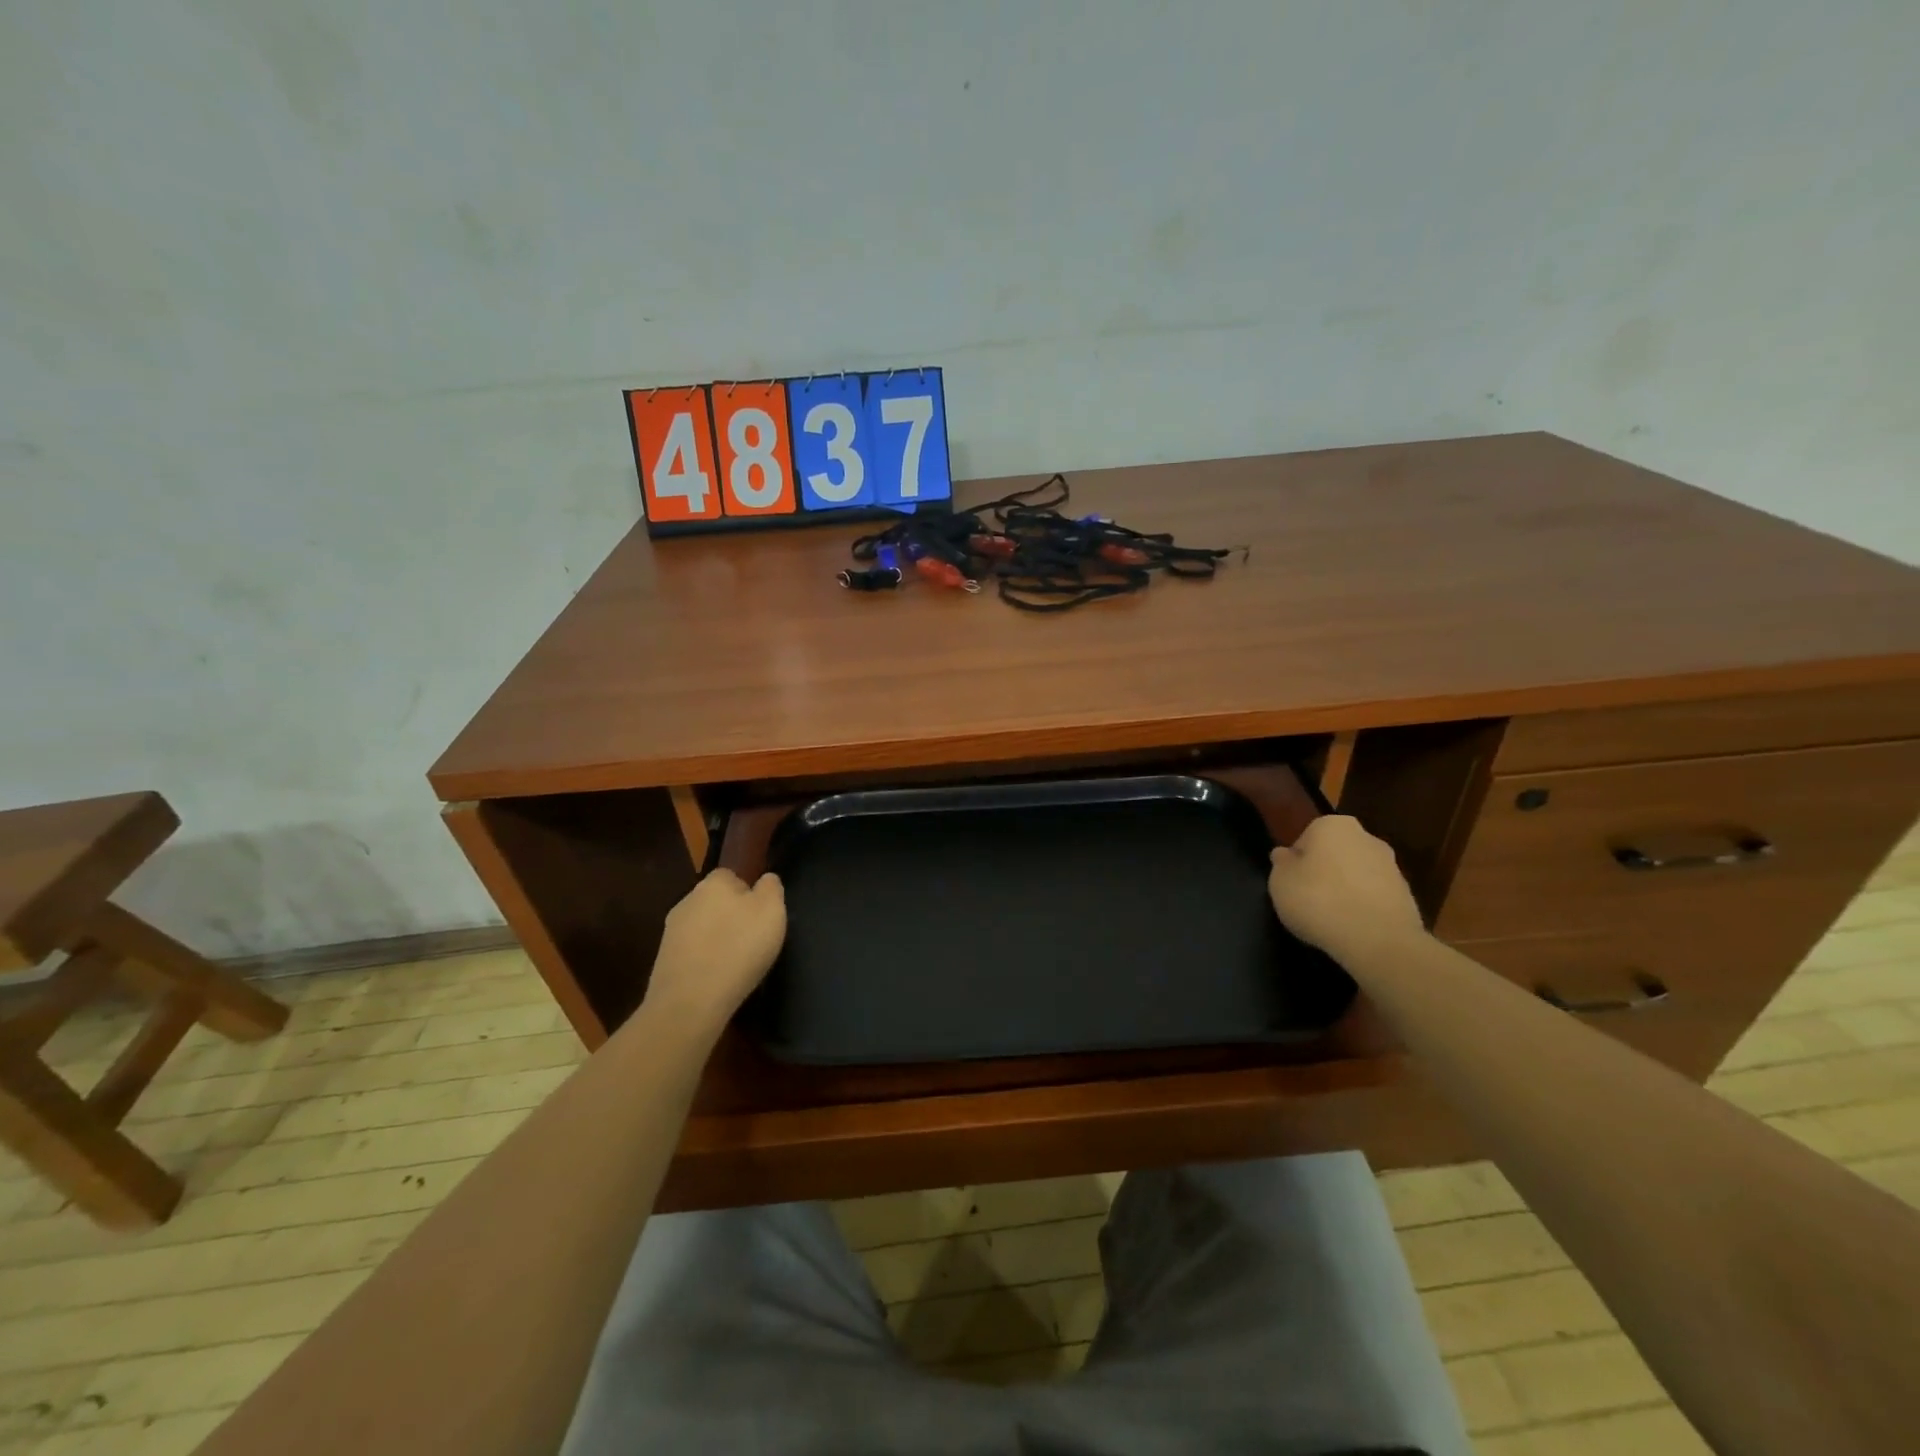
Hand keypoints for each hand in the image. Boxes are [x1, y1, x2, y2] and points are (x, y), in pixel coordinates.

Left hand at [641, 870, 786, 1037]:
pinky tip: (716, 978)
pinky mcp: (663, 960)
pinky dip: (703, 960)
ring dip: (715, 939)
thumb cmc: (739, 948)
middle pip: (715, 901)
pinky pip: (691, 952)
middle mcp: (688, 900)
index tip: (761, 916)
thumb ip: (771, 888)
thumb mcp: (772, 911)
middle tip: (751, 939)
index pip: (732, 876)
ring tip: (735, 962)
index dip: (748, 893)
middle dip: (730, 915)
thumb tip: (765, 880)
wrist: (690, 1001)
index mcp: (714, 882)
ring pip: (701, 927)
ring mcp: (671, 931)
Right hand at [1268, 816, 1426, 962]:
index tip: (1291, 883)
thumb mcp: (1280, 882)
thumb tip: (1286, 855)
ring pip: (1357, 875)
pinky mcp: (1407, 896)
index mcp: (1332, 825)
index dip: (1296, 862)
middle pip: (1335, 853)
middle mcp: (1366, 837)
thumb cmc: (1319, 900)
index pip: (1306, 838)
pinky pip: (1374, 897)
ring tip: (1330, 919)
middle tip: (1308, 899)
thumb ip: (1282, 864)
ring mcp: (1391, 866)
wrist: (1379, 940)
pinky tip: (1352, 928)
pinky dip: (1363, 908)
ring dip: (1345, 890)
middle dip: (1324, 871)